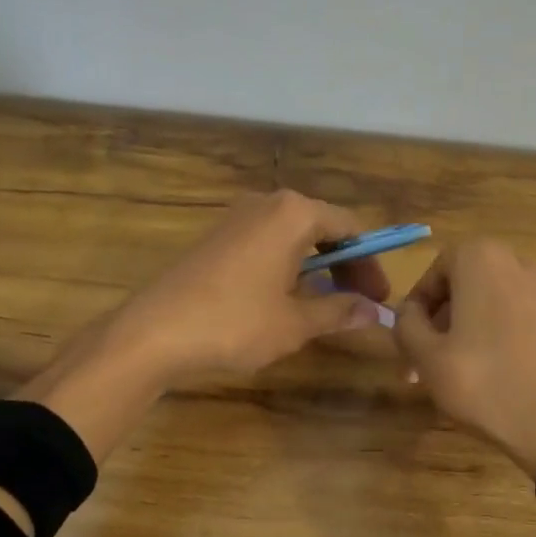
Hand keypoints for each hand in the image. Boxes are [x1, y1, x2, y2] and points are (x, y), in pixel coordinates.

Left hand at [108, 190, 390, 386]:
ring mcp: (237, 218)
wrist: (155, 332)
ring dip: (316, 267)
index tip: (380, 296)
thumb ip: (339, 311)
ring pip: (292, 237)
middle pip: (321, 227)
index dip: (370, 263)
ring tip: (328, 305)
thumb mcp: (295, 322)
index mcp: (293, 213)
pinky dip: (287, 267)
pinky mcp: (216, 238)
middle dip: (345, 264)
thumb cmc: (235, 323)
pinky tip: (287, 299)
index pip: (350, 228)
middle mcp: (266, 204)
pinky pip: (266, 244)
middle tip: (360, 302)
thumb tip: (375, 312)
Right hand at [394, 240, 535, 477]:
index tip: (409, 335)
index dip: (419, 300)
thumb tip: (409, 312)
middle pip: (469, 282)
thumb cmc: (484, 384)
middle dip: (443, 317)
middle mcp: (521, 265)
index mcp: (484, 261)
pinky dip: (502, 335)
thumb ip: (407, 324)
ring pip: (496, 302)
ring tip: (457, 370)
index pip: (438, 266)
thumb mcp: (427, 357)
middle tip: (426, 357)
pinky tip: (496, 373)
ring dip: (471, 327)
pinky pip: (522, 319)